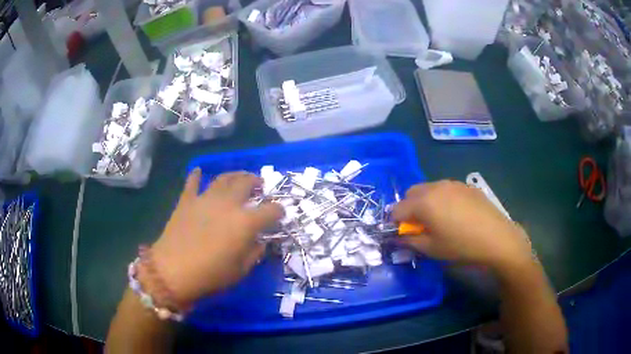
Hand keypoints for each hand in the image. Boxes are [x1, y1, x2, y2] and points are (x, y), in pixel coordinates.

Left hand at [144, 170, 282, 307]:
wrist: (173, 271)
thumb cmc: (211, 275)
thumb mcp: (241, 270)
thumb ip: (255, 252)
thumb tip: (259, 241)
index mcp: (245, 222)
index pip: (270, 210)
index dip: (279, 211)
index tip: (280, 214)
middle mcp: (228, 204)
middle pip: (246, 184)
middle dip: (256, 182)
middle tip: (259, 186)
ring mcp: (205, 199)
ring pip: (223, 178)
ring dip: (234, 175)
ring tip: (239, 177)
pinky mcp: (187, 201)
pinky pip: (192, 183)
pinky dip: (196, 176)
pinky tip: (198, 171)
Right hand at [393, 180, 532, 271]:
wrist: (496, 238)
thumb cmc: (461, 246)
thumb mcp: (431, 249)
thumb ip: (409, 241)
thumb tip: (398, 237)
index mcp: (424, 201)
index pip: (397, 208)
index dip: (395, 223)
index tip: (403, 234)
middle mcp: (435, 186)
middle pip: (411, 193)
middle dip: (409, 208)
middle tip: (419, 226)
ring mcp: (453, 183)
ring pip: (429, 189)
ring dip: (425, 202)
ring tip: (438, 220)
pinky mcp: (466, 186)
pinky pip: (445, 189)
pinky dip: (441, 199)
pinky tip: (455, 215)